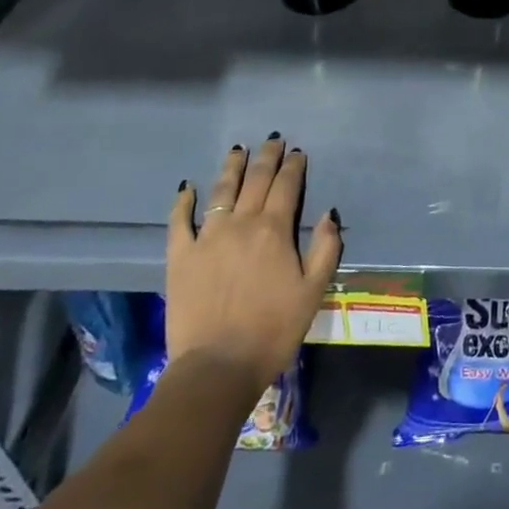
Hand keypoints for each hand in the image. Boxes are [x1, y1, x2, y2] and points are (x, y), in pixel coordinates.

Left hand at [165, 137, 341, 392]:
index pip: (286, 186)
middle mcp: (241, 224)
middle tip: (272, 140)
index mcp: (274, 230)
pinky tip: (187, 187)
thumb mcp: (314, 291)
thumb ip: (326, 248)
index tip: (297, 152)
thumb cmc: (274, 330)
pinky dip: (183, 202)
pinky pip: (179, 221)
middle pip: (255, 180)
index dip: (293, 166)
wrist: (218, 367)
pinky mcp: (180, 257)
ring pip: (221, 191)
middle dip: (266, 157)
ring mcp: (207, 238)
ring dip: (231, 167)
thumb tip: (329, 212)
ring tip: (237, 150)